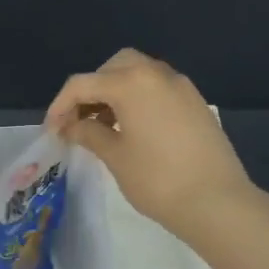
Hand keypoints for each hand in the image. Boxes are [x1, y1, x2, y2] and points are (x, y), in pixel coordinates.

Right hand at [45, 48, 256, 239]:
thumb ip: (89, 133)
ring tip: (103, 125)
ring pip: (138, 73)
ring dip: (115, 91)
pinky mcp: (195, 102)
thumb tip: (72, 126)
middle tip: (79, 120)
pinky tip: (132, 129)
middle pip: (113, 67)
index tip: (52, 131)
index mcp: (131, 83)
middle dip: (91, 89)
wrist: (217, 201)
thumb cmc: (157, 179)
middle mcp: (156, 74)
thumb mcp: (115, 157)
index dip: (60, 106)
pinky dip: (138, 98)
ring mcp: (181, 86)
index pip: (83, 84)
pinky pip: (157, 88)